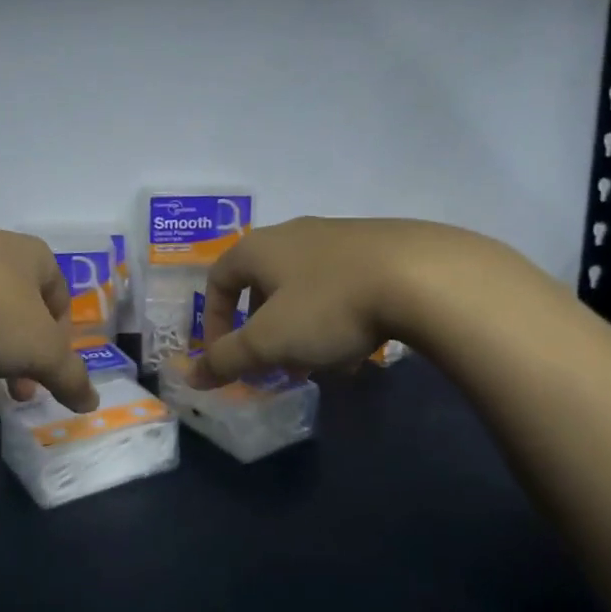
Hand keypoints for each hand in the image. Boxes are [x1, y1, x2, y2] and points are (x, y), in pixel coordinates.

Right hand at [193, 217, 486, 386]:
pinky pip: (341, 286)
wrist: (421, 276)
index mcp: (259, 247)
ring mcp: (338, 237)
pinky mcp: (377, 247)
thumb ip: (227, 359)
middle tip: (273, 363)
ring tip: (318, 362)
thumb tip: (190, 377)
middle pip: (263, 283)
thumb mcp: (269, 341)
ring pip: (305, 287)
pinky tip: (359, 347)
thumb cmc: (328, 306)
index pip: (218, 278)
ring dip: (301, 326)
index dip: (214, 320)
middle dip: (262, 328)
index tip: (226, 357)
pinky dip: (337, 317)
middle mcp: (293, 234)